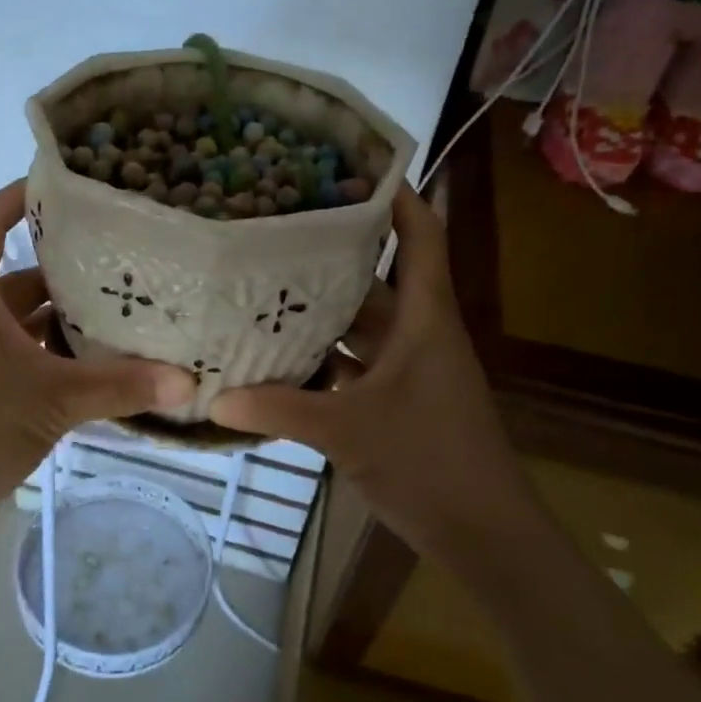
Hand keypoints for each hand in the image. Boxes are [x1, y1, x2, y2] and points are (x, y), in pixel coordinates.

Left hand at [0, 182, 196, 543]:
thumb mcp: (53, 401)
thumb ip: (120, 387)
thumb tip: (187, 381)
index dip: (21, 195)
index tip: (68, 185)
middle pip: (16, 273)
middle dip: (65, 267)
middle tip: (122, 259)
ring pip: (18, 318)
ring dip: (61, 317)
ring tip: (120, 311)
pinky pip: (15, 351)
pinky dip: (49, 353)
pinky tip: (93, 365)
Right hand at [208, 186, 538, 557]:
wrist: (484, 534)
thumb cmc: (429, 462)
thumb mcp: (348, 431)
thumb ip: (280, 410)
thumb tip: (215, 399)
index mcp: (424, 321)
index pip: (420, 239)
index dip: (397, 198)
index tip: (353, 167)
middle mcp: (418, 335)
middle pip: (377, 280)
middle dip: (334, 256)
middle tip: (278, 232)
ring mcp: (409, 371)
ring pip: (363, 327)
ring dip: (324, 313)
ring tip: (267, 287)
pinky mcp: (399, 402)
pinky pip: (356, 366)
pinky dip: (325, 360)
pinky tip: (281, 358)